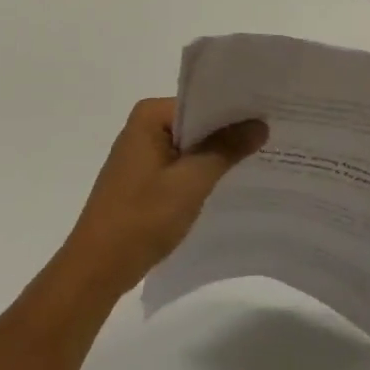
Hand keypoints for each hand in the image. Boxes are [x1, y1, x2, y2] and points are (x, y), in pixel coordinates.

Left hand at [58, 98, 266, 298]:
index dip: (235, 109)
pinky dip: (201, 172)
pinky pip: (180, 165)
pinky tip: (230, 182)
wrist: (97, 269)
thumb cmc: (142, 218)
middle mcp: (143, 126)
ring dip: (217, 154)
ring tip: (260, 156)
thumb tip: (259, 124)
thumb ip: (226, 149)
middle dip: (229, 132)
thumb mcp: (191, 182)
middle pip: (197, 122)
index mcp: (150, 115)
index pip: (202, 101)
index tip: (270, 114)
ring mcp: (141, 154)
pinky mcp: (142, 179)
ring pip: (190, 146)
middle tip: (273, 135)